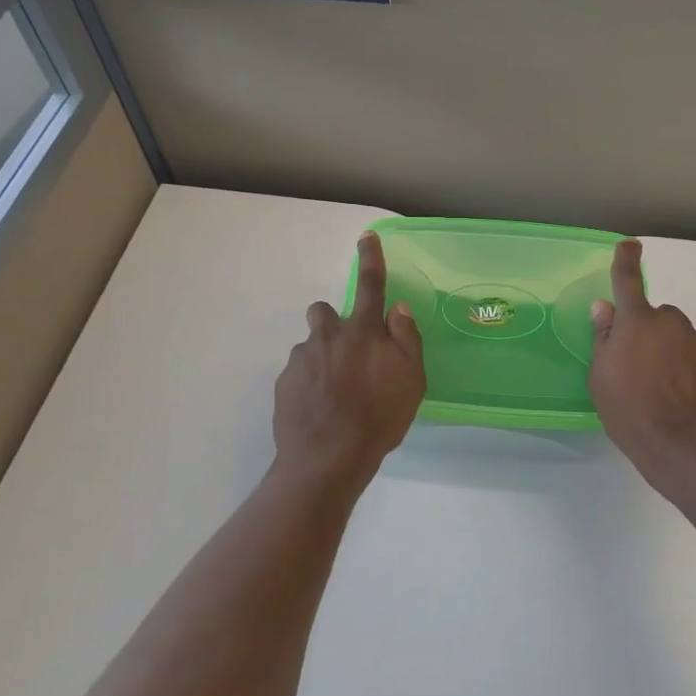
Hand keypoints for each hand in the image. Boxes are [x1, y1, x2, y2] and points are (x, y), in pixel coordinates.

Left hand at [273, 231, 425, 482]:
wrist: (327, 458)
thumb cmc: (378, 419)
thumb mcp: (411, 381)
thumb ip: (406, 339)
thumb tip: (396, 309)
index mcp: (362, 332)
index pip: (370, 285)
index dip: (371, 259)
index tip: (366, 237)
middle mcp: (328, 336)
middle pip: (324, 311)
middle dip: (332, 322)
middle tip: (346, 353)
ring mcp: (302, 358)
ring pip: (311, 345)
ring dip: (322, 357)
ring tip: (334, 391)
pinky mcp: (284, 382)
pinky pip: (299, 372)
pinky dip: (309, 383)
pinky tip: (320, 409)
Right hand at [589, 239, 695, 494]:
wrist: (687, 449)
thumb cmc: (631, 412)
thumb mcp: (601, 378)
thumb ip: (604, 338)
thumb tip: (605, 308)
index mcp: (638, 322)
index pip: (628, 281)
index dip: (626, 260)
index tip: (630, 245)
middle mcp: (673, 324)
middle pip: (658, 318)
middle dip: (649, 333)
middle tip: (638, 367)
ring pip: (681, 339)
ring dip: (671, 354)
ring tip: (663, 392)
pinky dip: (691, 372)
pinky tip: (685, 401)